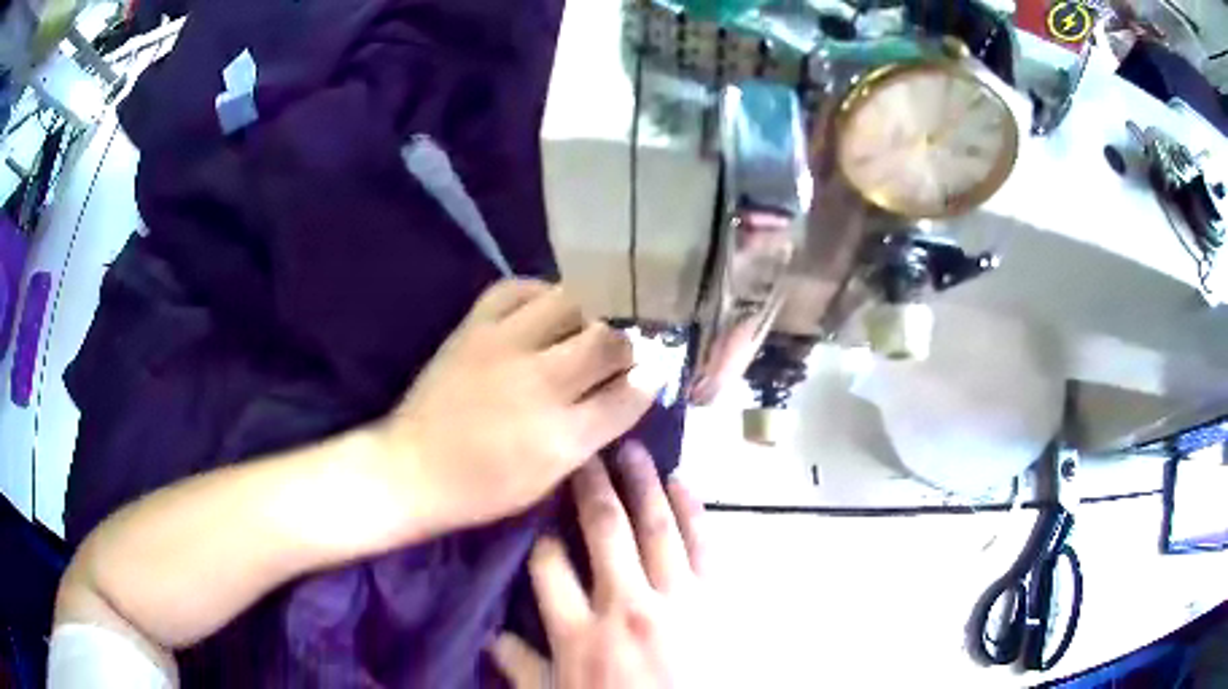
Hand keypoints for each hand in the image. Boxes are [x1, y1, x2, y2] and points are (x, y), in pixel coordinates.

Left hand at [374, 279, 654, 533]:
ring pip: (570, 303)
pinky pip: (517, 288)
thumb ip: (593, 435)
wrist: (413, 468)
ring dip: (588, 314)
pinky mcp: (474, 327)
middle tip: (621, 352)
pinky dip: (540, 292)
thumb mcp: (550, 479)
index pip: (630, 392)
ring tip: (585, 327)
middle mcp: (540, 383)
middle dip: (627, 344)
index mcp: (562, 435)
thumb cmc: (484, 488)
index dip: (648, 381)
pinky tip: (546, 307)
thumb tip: (627, 394)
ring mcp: (504, 346)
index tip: (650, 375)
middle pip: (608, 340)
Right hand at [490, 443, 707, 688]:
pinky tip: (681, 481)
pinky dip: (693, 509)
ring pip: (655, 526)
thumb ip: (523, 668)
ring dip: (640, 483)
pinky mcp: (717, 599)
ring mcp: (677, 598)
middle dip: (589, 485)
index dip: (540, 531)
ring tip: (629, 448)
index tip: (539, 505)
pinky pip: (705, 544)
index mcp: (580, 634)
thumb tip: (491, 635)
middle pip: (603, 530)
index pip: (549, 565)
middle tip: (583, 451)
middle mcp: (626, 605)